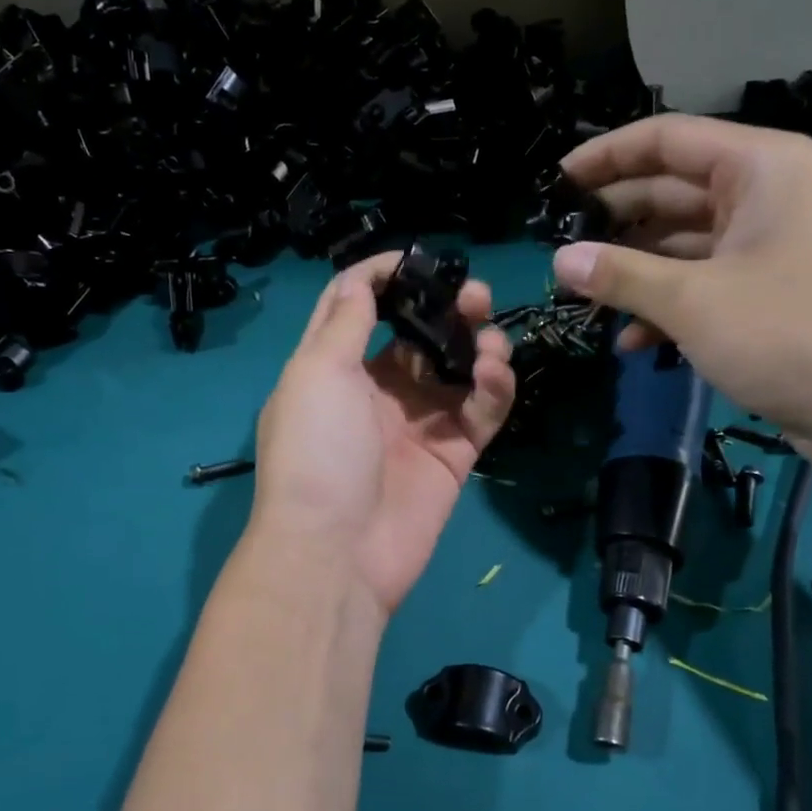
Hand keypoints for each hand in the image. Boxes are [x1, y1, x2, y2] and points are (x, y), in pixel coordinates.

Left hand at [250, 253, 516, 613]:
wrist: (337, 552)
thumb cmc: (317, 452)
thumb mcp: (316, 374)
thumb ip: (346, 323)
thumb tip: (364, 280)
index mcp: (334, 369)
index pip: (359, 307)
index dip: (386, 276)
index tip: (422, 258)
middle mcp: (377, 391)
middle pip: (419, 335)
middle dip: (447, 310)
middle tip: (475, 297)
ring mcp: (417, 424)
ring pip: (457, 369)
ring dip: (478, 345)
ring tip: (491, 341)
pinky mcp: (453, 455)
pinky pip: (481, 410)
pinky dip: (494, 388)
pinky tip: (494, 374)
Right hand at [550, 114, 811, 462]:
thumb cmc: (788, 335)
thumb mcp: (692, 301)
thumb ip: (620, 275)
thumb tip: (560, 260)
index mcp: (759, 168)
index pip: (666, 140)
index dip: (605, 157)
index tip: (555, 184)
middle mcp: (765, 195)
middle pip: (671, 191)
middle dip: (614, 222)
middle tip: (559, 248)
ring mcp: (768, 246)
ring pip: (682, 243)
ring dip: (635, 272)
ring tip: (584, 298)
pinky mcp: (768, 292)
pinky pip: (703, 283)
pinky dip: (666, 306)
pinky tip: (631, 342)